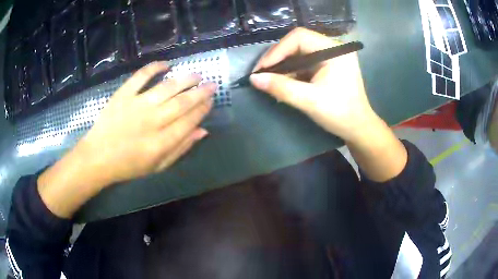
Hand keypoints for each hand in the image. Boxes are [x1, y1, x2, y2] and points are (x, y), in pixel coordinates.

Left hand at [79, 62, 215, 183]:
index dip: (203, 109)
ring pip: (167, 87)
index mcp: (161, 143)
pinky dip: (154, 67)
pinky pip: (141, 76)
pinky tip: (166, 65)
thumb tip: (202, 131)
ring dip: (185, 79)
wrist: (97, 157)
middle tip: (212, 84)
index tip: (211, 101)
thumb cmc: (128, 166)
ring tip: (197, 75)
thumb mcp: (157, 166)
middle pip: (182, 103)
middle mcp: (152, 122)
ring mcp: (136, 105)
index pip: (189, 121)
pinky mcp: (123, 95)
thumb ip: (180, 149)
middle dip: (200, 92)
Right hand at [250, 27, 377, 141]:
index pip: (299, 37)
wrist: (358, 128)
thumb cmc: (340, 114)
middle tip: (262, 74)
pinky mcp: (327, 65)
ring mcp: (331, 55)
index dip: (277, 50)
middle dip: (278, 58)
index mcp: (335, 50)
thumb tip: (254, 78)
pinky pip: (304, 62)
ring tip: (269, 79)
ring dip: (282, 65)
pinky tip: (282, 82)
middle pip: (297, 42)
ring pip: (299, 52)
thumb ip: (281, 88)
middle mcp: (333, 47)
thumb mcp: (310, 101)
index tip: (262, 69)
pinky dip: (291, 71)